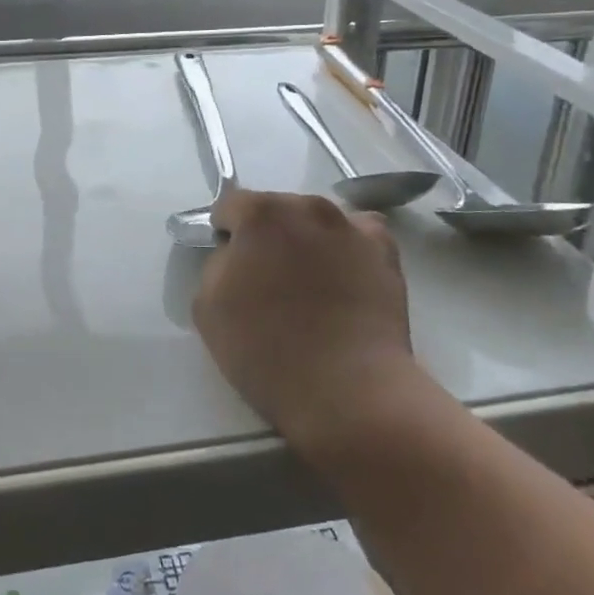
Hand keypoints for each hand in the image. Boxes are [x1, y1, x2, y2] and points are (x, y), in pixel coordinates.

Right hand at [193, 189, 418, 452]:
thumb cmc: (266, 350)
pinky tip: (345, 280)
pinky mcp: (386, 252)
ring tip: (311, 286)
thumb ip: (217, 264)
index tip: (230, 265)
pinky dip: (348, 249)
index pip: (231, 205)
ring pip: (318, 222)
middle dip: (268, 236)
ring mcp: (352, 227)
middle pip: (278, 210)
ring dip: (308, 241)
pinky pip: (358, 236)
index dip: (225, 233)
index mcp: (261, 214)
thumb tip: (236, 254)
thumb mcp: (207, 306)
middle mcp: (308, 207)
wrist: (347, 390)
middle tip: (269, 280)